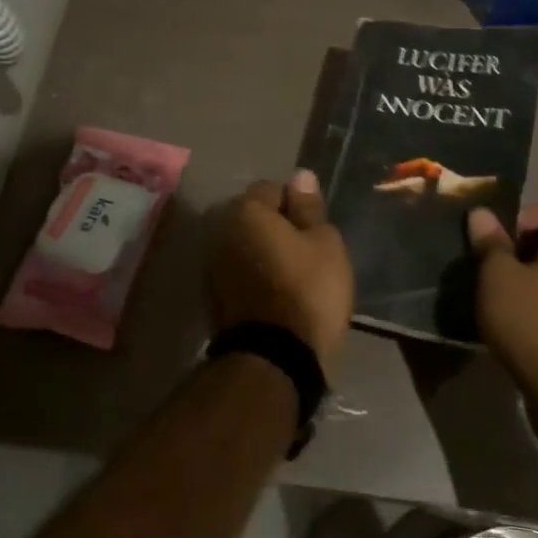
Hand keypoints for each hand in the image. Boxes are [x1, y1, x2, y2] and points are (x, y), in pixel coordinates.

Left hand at [207, 170, 353, 371]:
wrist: (274, 361)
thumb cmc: (307, 291)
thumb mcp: (324, 243)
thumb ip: (309, 207)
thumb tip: (300, 176)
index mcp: (246, 211)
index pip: (273, 189)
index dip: (297, 205)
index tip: (316, 230)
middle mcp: (220, 231)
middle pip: (254, 217)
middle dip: (277, 227)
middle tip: (308, 252)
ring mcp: (212, 266)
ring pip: (246, 246)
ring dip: (265, 253)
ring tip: (295, 277)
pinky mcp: (213, 297)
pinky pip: (240, 273)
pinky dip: (256, 276)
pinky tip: (278, 296)